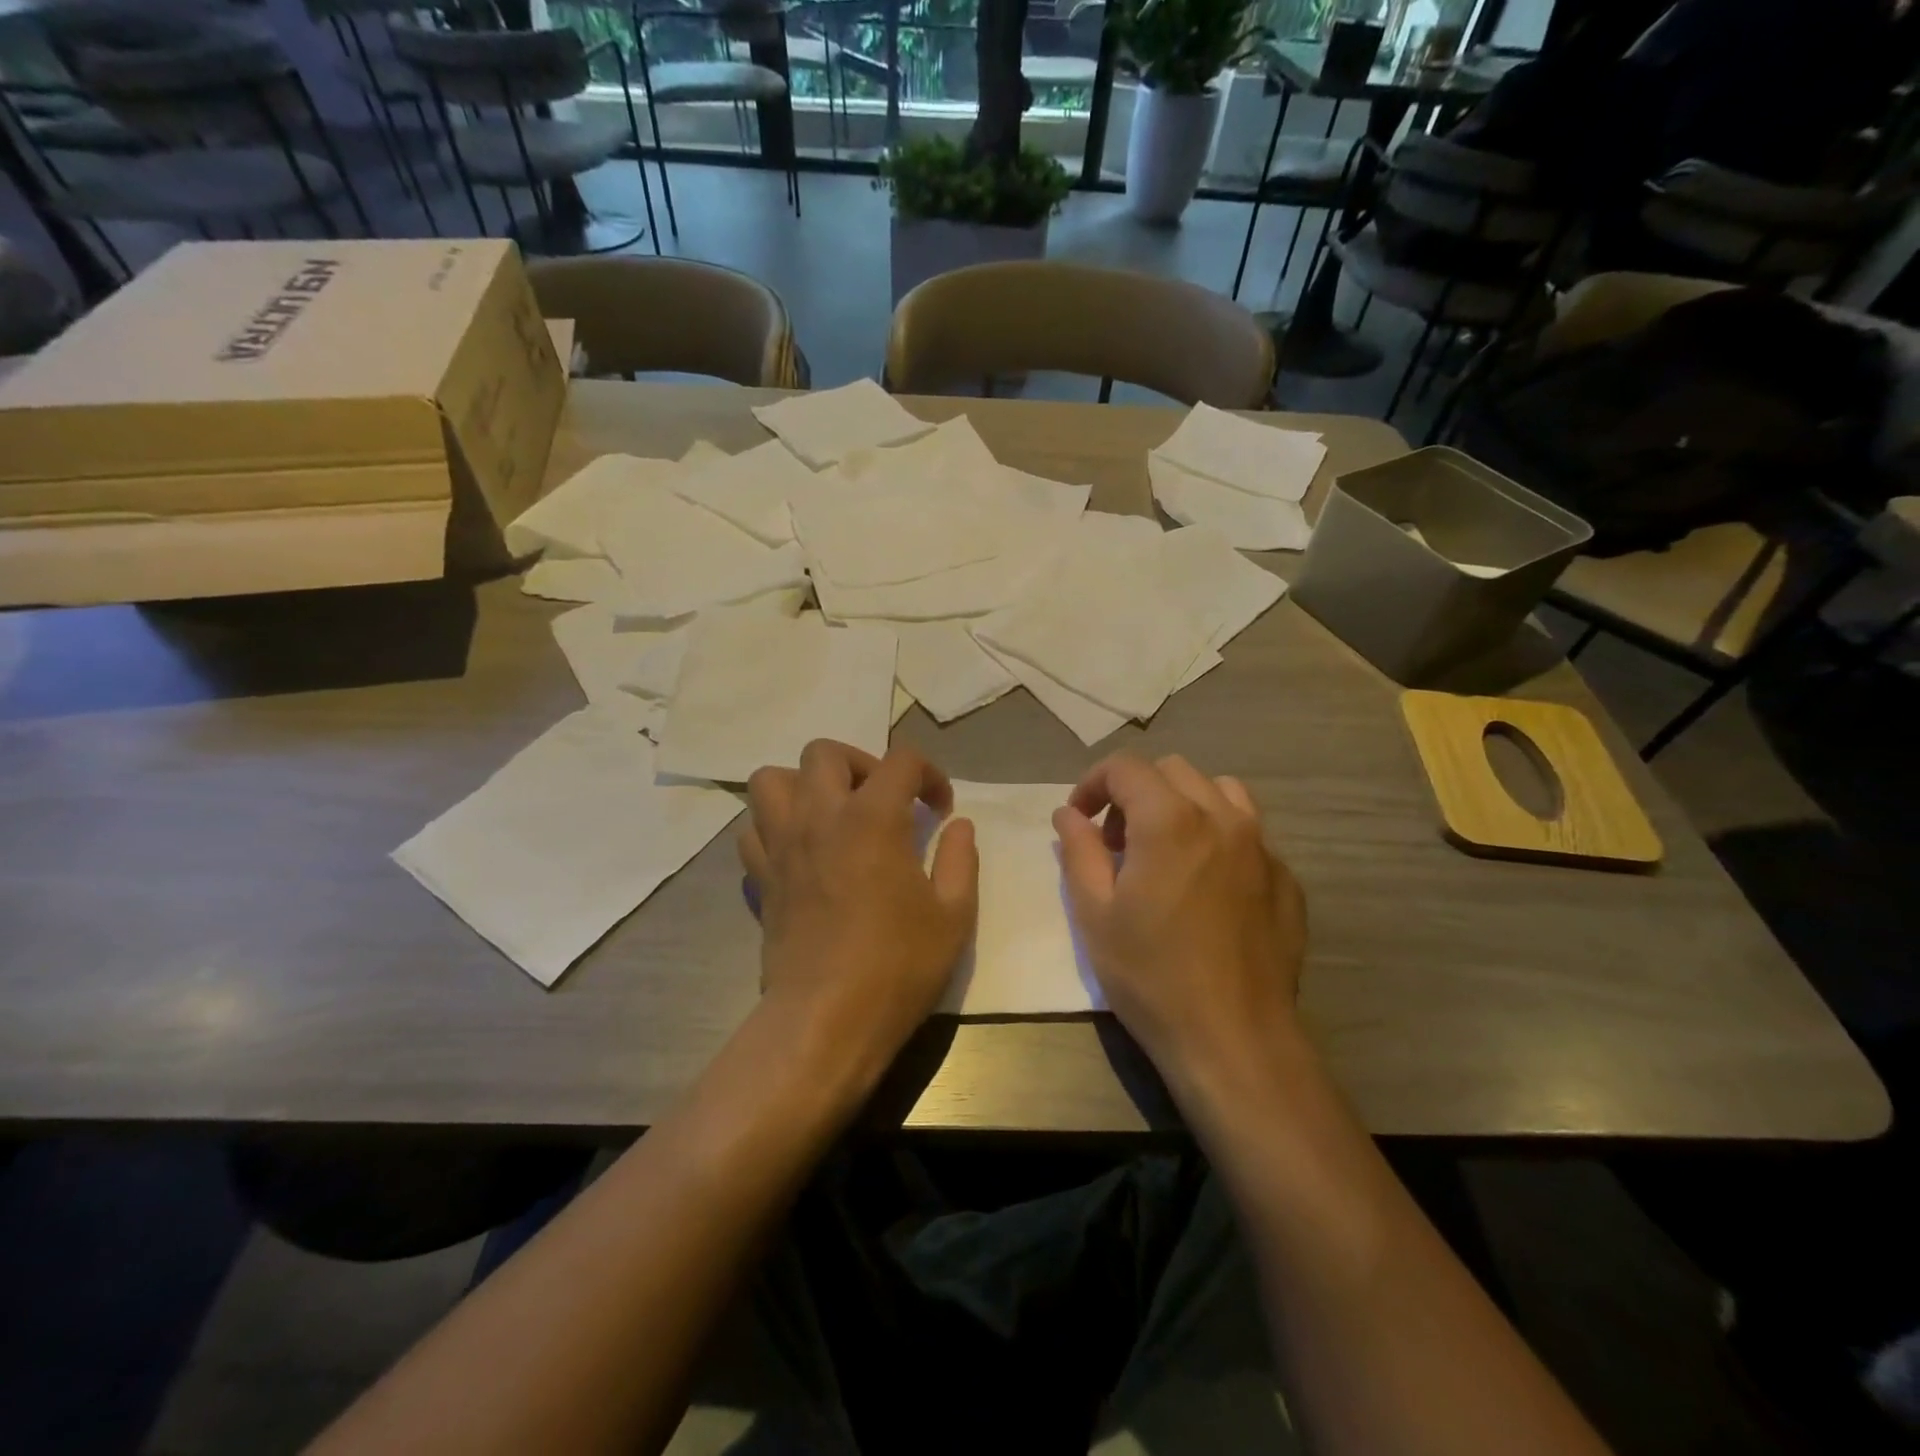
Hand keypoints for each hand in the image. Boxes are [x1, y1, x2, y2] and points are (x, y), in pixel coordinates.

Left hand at [739, 741, 977, 1086]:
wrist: (826, 1018)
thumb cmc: (897, 965)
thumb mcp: (953, 915)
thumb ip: (960, 860)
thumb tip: (958, 826)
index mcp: (873, 817)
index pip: (901, 761)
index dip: (929, 774)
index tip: (939, 809)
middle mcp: (820, 816)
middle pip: (824, 752)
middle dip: (859, 763)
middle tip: (880, 799)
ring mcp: (782, 845)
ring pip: (770, 779)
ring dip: (802, 784)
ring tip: (830, 813)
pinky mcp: (760, 877)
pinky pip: (753, 829)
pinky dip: (773, 827)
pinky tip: (800, 851)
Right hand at [1053, 753, 1307, 1092]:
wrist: (1234, 1040)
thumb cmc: (1151, 976)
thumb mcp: (1094, 913)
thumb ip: (1078, 850)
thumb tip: (1069, 814)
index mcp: (1171, 820)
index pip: (1126, 767)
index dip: (1092, 784)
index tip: (1079, 820)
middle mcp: (1223, 818)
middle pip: (1173, 771)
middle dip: (1135, 793)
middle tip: (1116, 843)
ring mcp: (1263, 848)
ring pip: (1220, 791)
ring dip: (1183, 804)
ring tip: (1165, 850)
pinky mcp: (1287, 880)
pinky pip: (1250, 834)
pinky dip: (1219, 838)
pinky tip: (1207, 887)